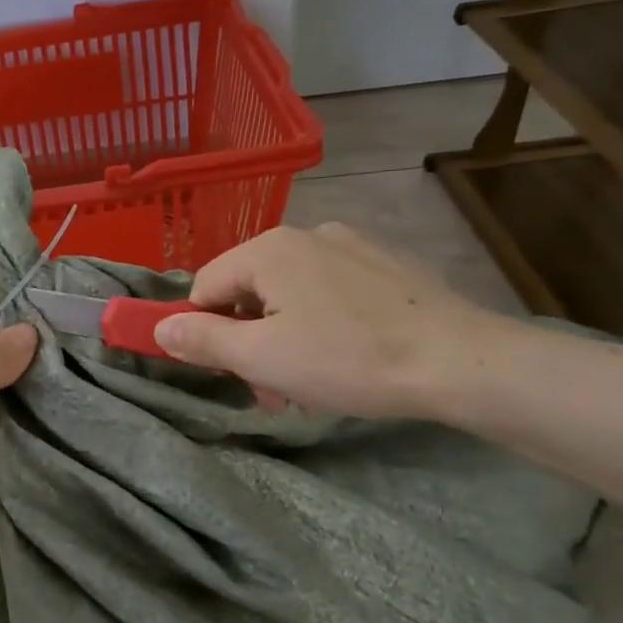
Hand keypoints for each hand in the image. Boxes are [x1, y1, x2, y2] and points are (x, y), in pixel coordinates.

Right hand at [152, 223, 506, 418]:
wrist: (462, 361)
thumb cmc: (348, 358)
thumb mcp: (262, 358)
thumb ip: (203, 340)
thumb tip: (159, 328)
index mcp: (267, 249)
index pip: (204, 287)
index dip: (204, 332)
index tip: (229, 373)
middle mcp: (305, 233)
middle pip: (248, 290)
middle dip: (249, 341)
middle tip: (272, 389)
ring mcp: (350, 245)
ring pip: (290, 293)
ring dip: (284, 337)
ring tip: (312, 384)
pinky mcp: (385, 264)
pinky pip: (330, 291)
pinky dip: (323, 323)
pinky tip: (349, 357)